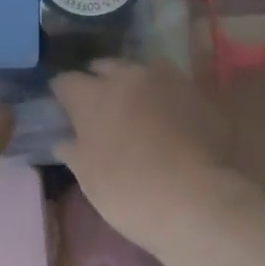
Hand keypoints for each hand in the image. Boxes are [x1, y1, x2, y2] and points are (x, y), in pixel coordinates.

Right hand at [50, 59, 244, 254]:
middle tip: (98, 105)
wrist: (203, 198)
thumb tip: (64, 139)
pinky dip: (163, 94)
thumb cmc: (134, 193)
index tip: (61, 106)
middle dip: (97, 81)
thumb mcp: (91, 180)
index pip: (65, 81)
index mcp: (93, 96)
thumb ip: (74, 151)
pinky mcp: (196, 90)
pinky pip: (170, 84)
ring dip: (132, 83)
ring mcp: (165, 79)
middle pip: (104, 67)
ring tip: (134, 105)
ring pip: (139, 70)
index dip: (61, 93)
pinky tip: (167, 113)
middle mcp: (126, 76)